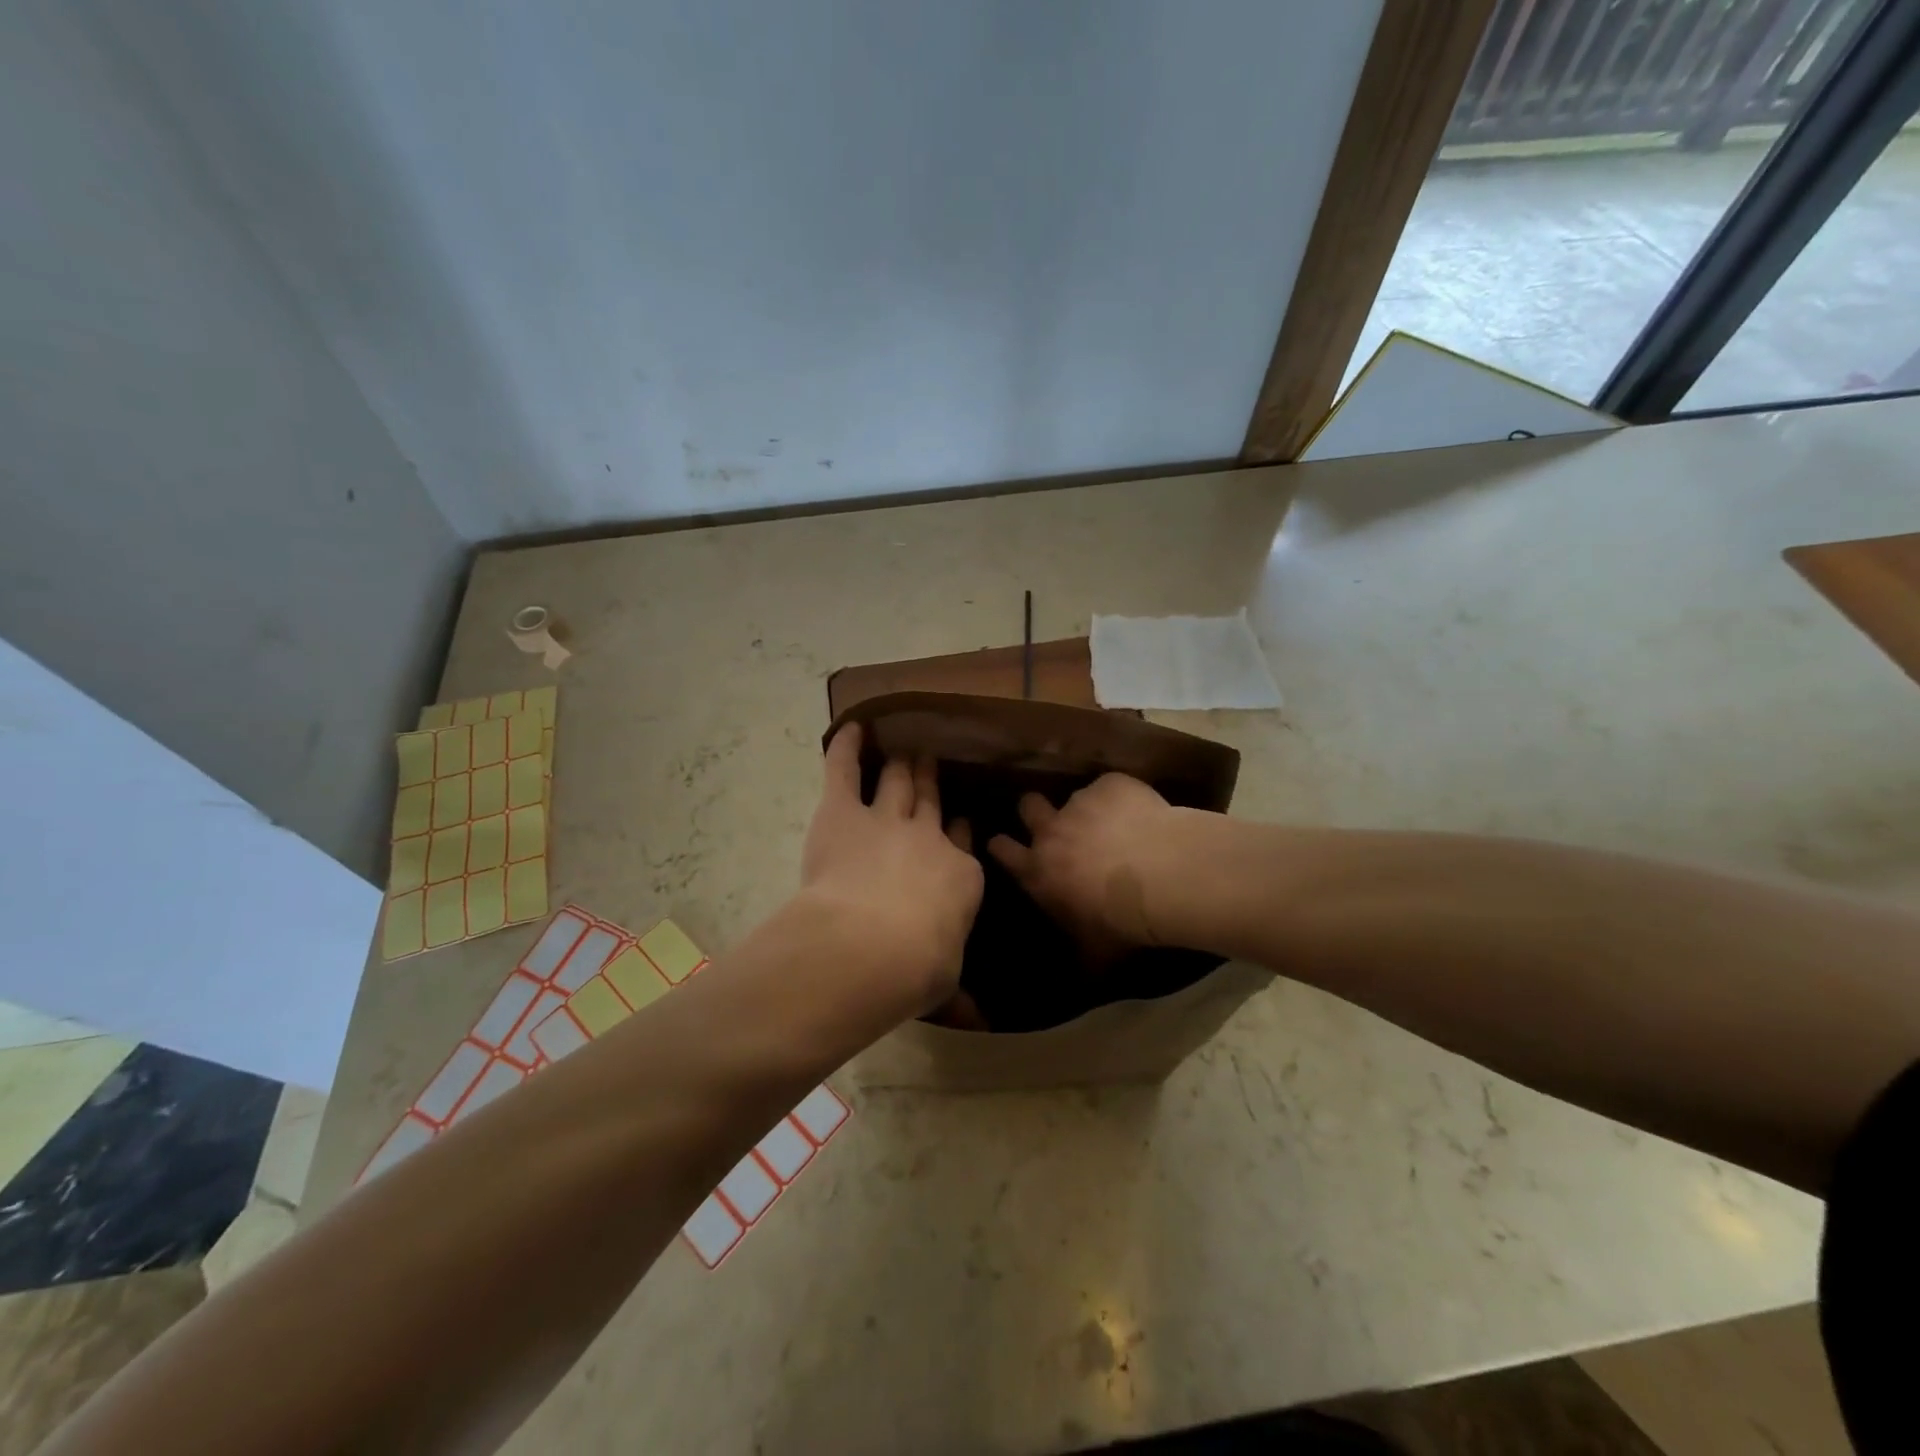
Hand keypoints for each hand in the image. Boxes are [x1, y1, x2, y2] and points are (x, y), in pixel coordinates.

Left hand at [799, 724, 983, 1019]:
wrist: (872, 945)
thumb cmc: (917, 968)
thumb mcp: (946, 979)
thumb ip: (956, 983)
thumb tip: (979, 1020)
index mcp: (959, 875)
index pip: (961, 842)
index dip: (958, 828)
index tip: (959, 818)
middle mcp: (927, 837)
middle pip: (930, 800)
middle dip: (931, 780)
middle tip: (930, 760)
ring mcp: (886, 819)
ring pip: (897, 781)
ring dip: (901, 763)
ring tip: (904, 747)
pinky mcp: (844, 812)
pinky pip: (844, 770)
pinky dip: (846, 747)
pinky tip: (851, 727)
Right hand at [987, 774, 1183, 965]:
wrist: (1163, 879)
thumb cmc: (1121, 922)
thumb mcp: (1095, 951)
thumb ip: (1079, 955)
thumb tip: (1079, 980)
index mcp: (1039, 871)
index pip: (1003, 850)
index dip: (1002, 845)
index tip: (1005, 844)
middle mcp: (1051, 831)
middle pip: (1028, 806)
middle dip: (1035, 810)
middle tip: (1055, 821)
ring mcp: (1081, 803)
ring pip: (1075, 796)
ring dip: (1089, 809)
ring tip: (1117, 823)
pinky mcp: (1112, 785)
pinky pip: (1112, 786)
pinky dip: (1123, 797)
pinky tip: (1144, 813)